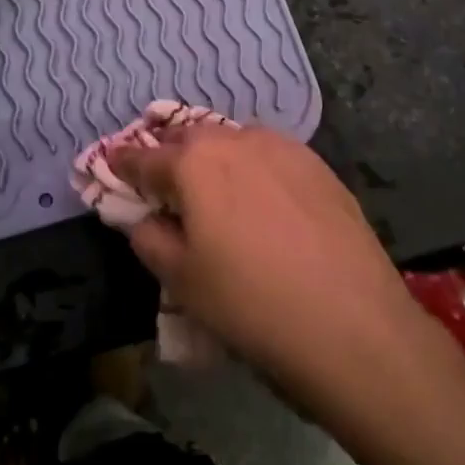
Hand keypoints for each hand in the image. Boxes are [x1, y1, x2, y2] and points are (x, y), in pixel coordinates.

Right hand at [108, 124, 430, 404]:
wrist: (353, 326)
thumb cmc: (250, 304)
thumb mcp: (182, 281)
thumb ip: (150, 238)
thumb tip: (145, 218)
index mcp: (194, 162)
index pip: (144, 157)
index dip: (123, 163)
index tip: (111, 164)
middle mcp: (236, 140)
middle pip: (190, 138)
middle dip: (171, 154)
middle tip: (164, 181)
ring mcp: (283, 149)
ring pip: (234, 142)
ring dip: (215, 158)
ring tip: (215, 189)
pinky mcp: (319, 166)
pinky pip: (271, 156)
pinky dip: (254, 168)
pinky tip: (263, 200)